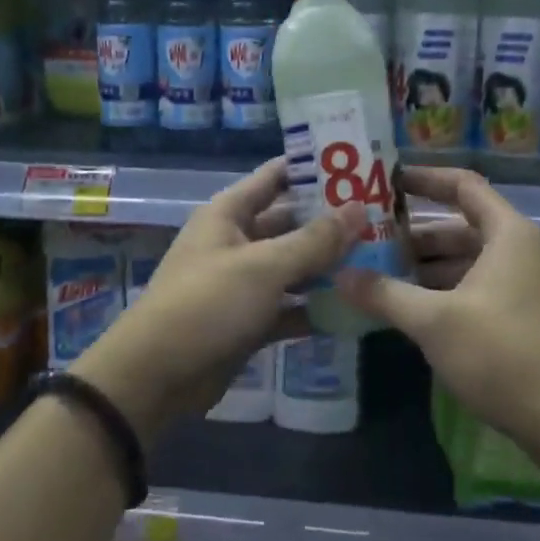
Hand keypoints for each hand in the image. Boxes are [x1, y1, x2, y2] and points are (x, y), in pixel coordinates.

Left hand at [74, 157, 363, 437]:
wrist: (156, 376)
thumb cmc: (207, 304)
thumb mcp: (264, 266)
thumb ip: (314, 240)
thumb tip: (360, 208)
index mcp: (229, 214)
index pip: (275, 177)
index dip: (313, 168)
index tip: (359, 164)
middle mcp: (236, 242)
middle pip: (290, 223)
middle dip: (331, 222)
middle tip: (383, 218)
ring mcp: (242, 283)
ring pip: (293, 266)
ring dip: (329, 266)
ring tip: (380, 259)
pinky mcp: (249, 321)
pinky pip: (289, 307)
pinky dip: (315, 307)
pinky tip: (356, 308)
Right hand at [336, 166, 539, 443]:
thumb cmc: (504, 354)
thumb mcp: (435, 322)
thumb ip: (385, 294)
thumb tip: (340, 275)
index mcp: (508, 234)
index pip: (463, 186)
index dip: (424, 179)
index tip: (385, 182)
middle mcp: (523, 251)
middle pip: (463, 227)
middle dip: (415, 235)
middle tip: (369, 241)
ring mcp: (529, 287)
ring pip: (470, 262)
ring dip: (428, 268)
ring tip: (381, 277)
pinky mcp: (529, 319)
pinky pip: (480, 289)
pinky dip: (447, 292)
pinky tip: (414, 312)